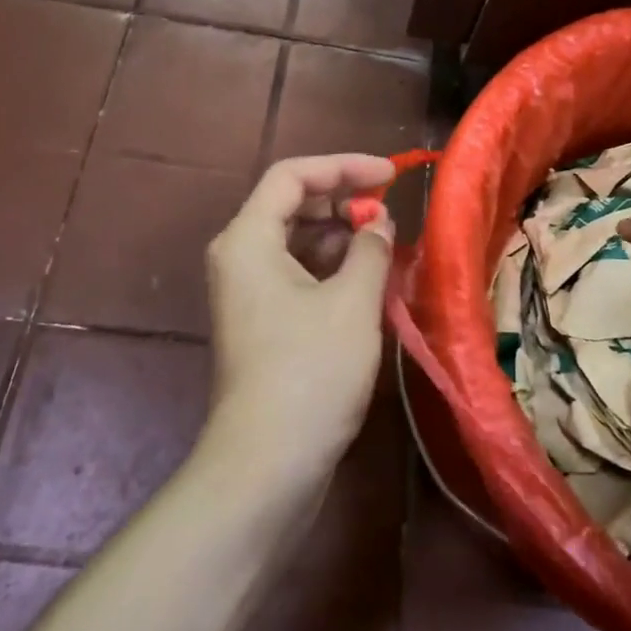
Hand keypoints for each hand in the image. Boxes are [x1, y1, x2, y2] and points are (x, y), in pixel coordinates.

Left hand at [204, 154, 396, 485]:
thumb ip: (370, 248)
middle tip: (389, 209)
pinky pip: (296, 271)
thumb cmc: (310, 371)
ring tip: (385, 244)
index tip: (391, 174)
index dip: (344, 166)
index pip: (293, 175)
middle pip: (291, 203)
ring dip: (340, 234)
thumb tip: (378, 222)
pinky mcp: (261, 319)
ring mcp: (247, 290)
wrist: (267, 464)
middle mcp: (239, 255)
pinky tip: (366, 277)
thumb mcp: (352, 301)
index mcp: (248, 238)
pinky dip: (331, 265)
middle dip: (343, 200)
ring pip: (296, 239)